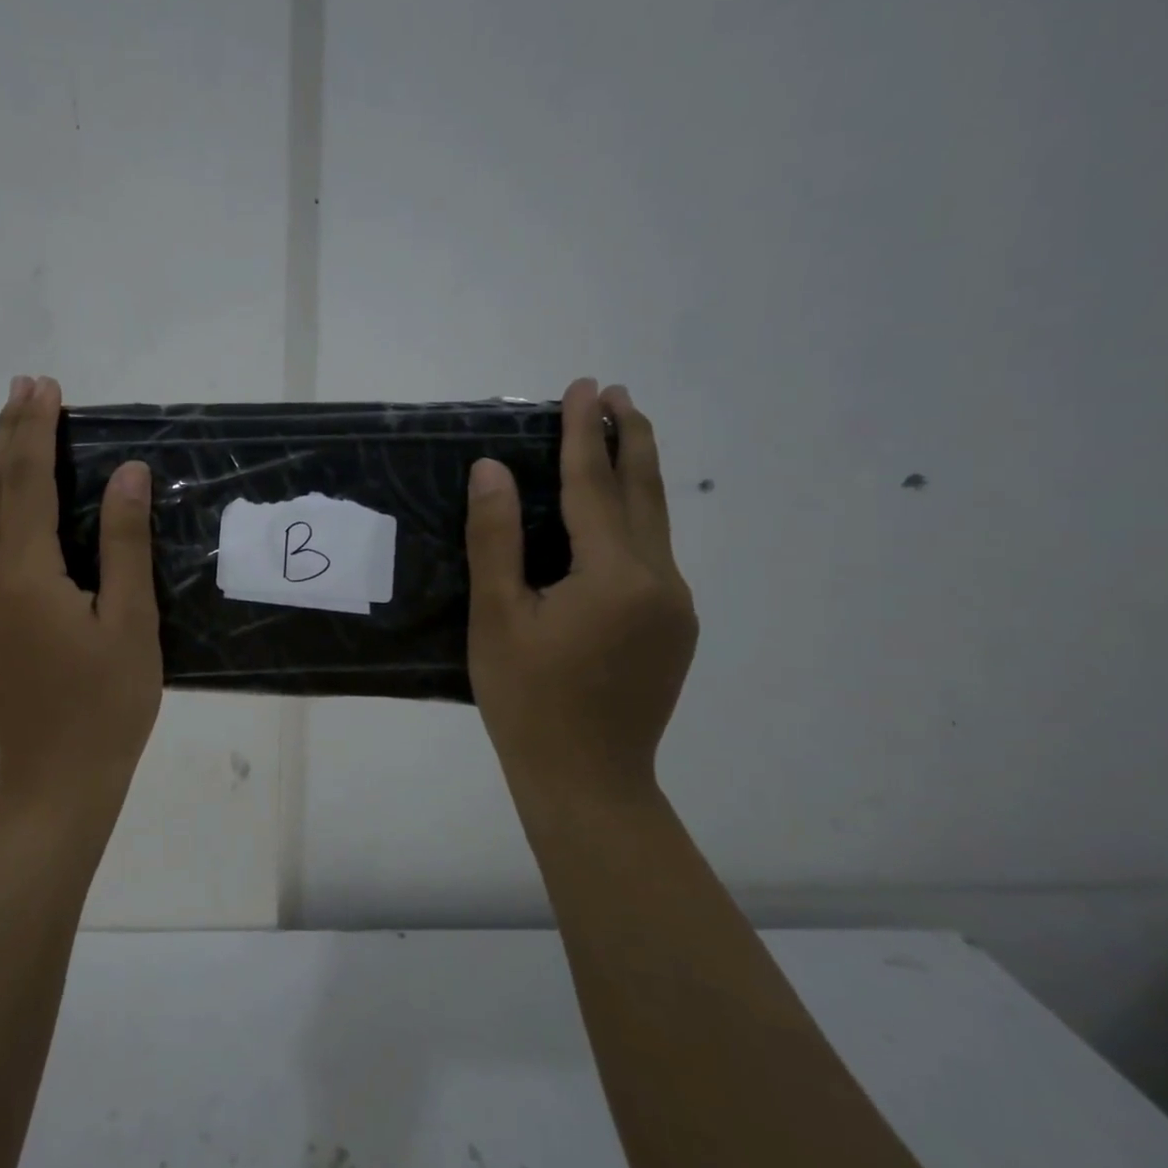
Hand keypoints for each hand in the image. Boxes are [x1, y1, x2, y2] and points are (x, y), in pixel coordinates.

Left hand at [0, 375, 162, 825]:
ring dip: (9, 481)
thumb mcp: (130, 622)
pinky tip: (37, 537)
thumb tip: (127, 473)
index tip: (43, 386)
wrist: (53, 788)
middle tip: (24, 388)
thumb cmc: (106, 707)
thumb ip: (124, 543)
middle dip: (10, 438)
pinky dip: (12, 532)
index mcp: (25, 577)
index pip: (27, 483)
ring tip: (27, 442)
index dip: (35, 431)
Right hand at [465, 378, 697, 797]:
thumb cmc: (528, 699)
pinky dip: (635, 518)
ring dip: (637, 474)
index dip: (584, 433)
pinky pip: (654, 554)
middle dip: (630, 437)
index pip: (595, 485)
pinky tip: (615, 516)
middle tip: (616, 393)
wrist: (588, 780)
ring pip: (656, 522)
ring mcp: (675, 606)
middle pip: (645, 492)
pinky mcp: (675, 627)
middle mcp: (660, 581)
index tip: (582, 387)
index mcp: (615, 576)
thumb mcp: (497, 617)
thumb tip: (492, 470)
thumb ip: (496, 539)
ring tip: (622, 434)